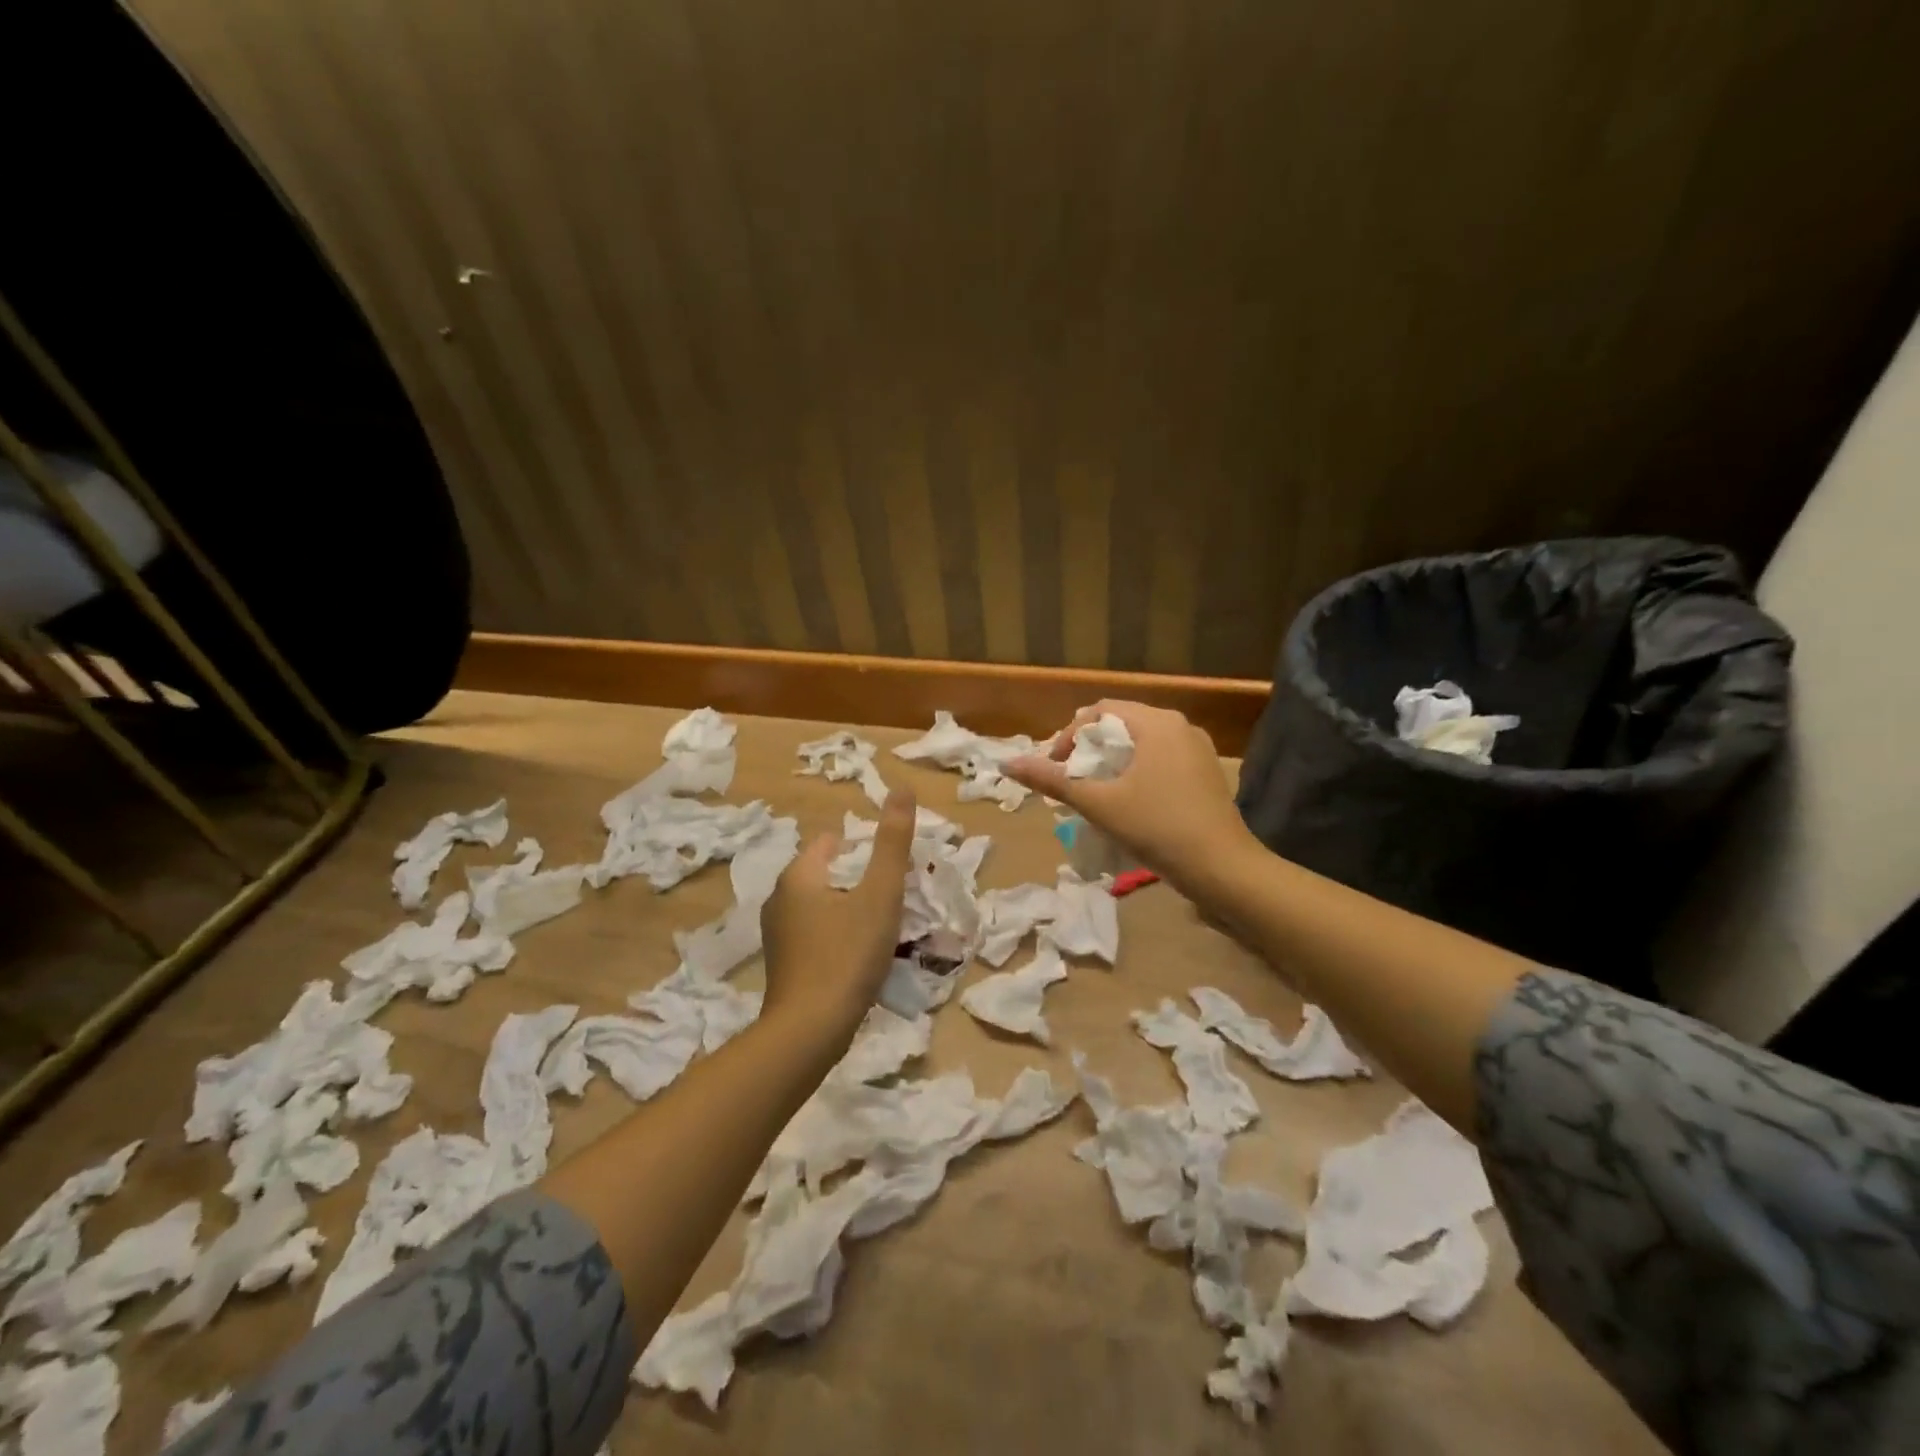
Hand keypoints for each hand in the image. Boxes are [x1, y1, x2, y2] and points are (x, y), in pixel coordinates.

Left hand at [761, 786, 915, 1036]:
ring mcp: (778, 934)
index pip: (832, 841)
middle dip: (860, 879)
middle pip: (828, 873)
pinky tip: (859, 954)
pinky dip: (838, 934)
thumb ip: (892, 842)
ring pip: (822, 905)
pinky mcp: (784, 963)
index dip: (865, 848)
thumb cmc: (847, 954)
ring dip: (850, 908)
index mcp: (798, 875)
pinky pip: (816, 933)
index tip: (892, 868)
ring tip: (883, 926)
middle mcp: (780, 898)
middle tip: (894, 897)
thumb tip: (902, 788)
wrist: (809, 1031)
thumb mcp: (880, 894)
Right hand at [1005, 701, 1257, 893]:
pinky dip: (1136, 772)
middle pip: (1121, 725)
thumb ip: (1053, 780)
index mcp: (1157, 722)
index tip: (1056, 768)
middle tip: (1070, 780)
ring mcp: (1197, 750)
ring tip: (1094, 792)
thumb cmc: (1157, 827)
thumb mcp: (1099, 803)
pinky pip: (1161, 760)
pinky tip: (1128, 802)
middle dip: (1089, 749)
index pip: (1100, 711)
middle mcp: (1180, 726)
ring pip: (1142, 744)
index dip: (1069, 736)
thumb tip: (1007, 764)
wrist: (1222, 868)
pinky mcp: (1205, 774)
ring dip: (1112, 762)